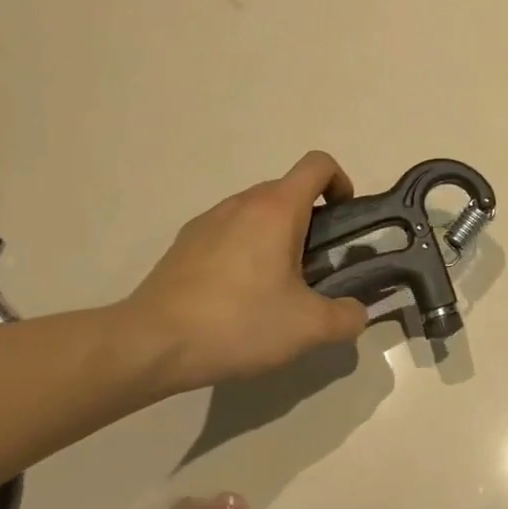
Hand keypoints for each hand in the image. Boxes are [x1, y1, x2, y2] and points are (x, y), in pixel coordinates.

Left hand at [117, 151, 369, 394]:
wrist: (151, 343)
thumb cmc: (239, 323)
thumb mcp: (309, 328)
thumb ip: (347, 317)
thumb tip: (357, 312)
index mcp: (276, 209)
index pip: (318, 165)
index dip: (341, 183)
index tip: (344, 220)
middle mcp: (242, 202)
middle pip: (288, 190)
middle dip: (312, 220)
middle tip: (318, 267)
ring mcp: (208, 220)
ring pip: (257, 213)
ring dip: (277, 236)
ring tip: (278, 287)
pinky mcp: (185, 243)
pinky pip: (229, 232)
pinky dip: (245, 251)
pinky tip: (239, 297)